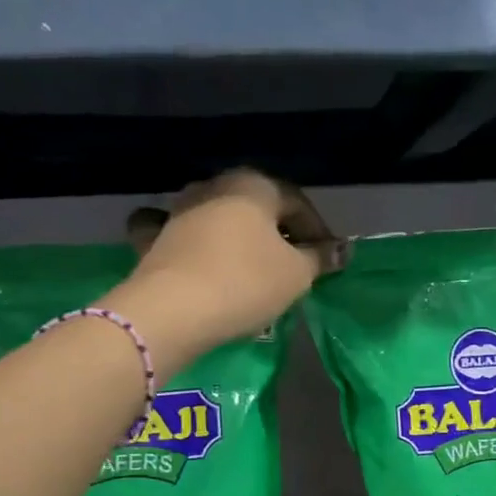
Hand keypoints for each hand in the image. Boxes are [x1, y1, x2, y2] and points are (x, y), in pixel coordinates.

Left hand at [113, 170, 342, 358]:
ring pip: (218, 217)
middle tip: (294, 265)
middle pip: (257, 208)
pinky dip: (190, 240)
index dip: (318, 233)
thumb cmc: (245, 283)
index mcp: (254, 185)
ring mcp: (178, 209)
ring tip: (252, 267)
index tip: (327, 261)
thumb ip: (320, 258)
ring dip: (238, 237)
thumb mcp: (296, 275)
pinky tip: (193, 252)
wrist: (172, 311)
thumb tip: (341, 250)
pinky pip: (177, 233)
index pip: (298, 204)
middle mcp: (214, 186)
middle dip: (278, 233)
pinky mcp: (153, 238)